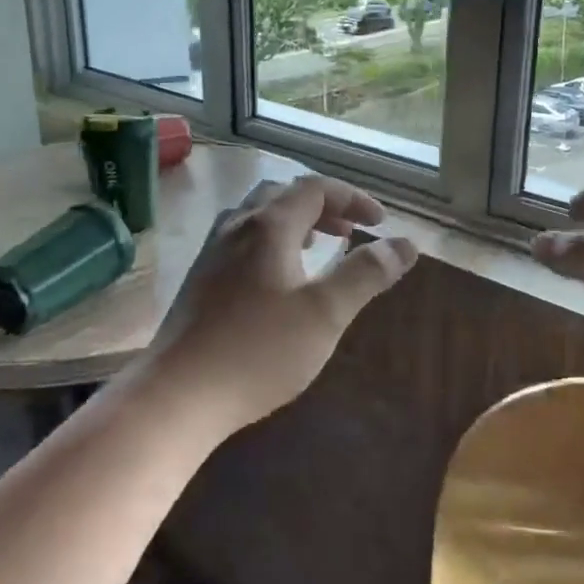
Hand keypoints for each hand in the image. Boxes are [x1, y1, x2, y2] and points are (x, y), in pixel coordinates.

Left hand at [142, 174, 418, 433]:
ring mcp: (211, 252)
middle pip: (283, 195)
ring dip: (294, 221)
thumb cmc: (258, 351)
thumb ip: (366, 274)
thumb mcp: (325, 313)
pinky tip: (276, 278)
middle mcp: (236, 227)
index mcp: (268, 226)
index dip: (352, 197)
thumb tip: (405, 244)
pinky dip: (271, 241)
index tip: (380, 221)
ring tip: (317, 246)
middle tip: (350, 230)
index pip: (315, 188)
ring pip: (258, 216)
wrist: (177, 394)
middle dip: (323, 205)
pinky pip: (241, 239)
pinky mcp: (199, 279)